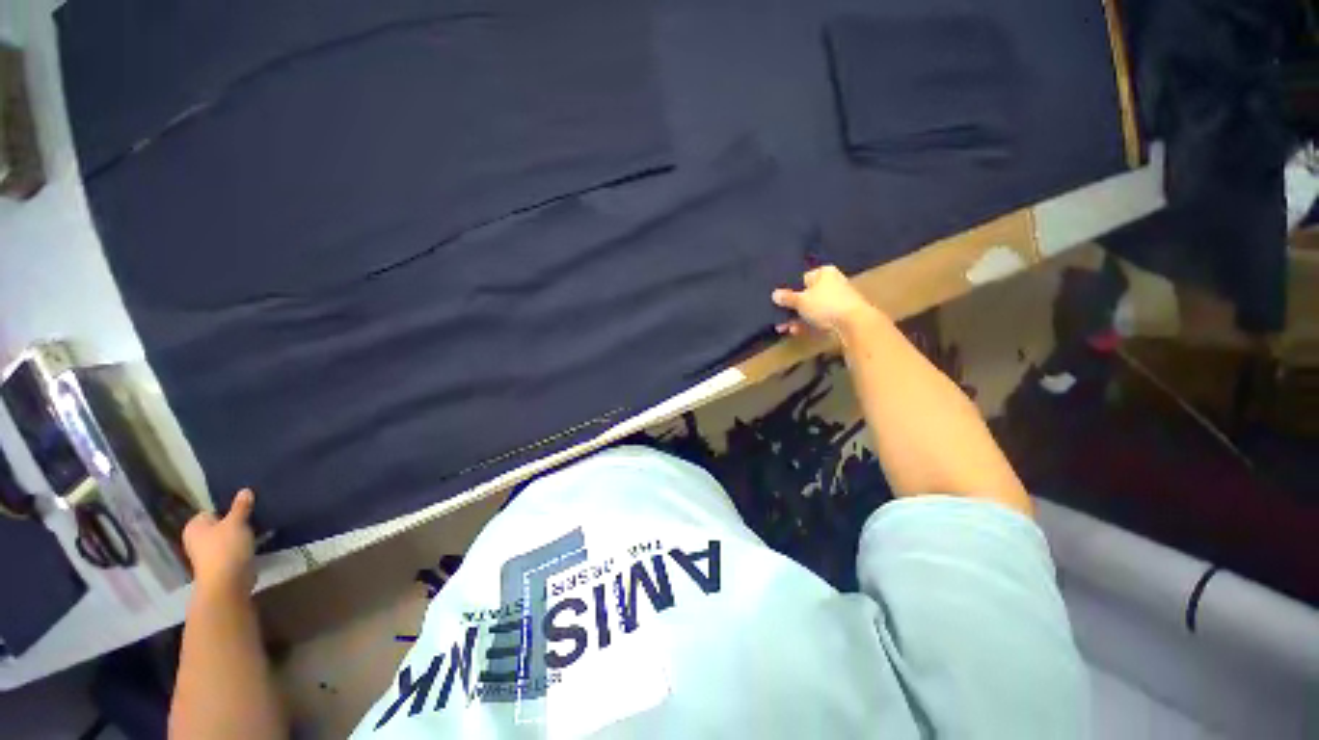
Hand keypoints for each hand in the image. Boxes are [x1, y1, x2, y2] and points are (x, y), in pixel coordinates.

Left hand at [183, 488, 256, 596]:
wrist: (227, 582)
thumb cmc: (226, 547)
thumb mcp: (237, 522)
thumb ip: (241, 506)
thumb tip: (245, 490)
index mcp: (195, 526)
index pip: (212, 511)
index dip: (229, 509)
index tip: (246, 510)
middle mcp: (197, 539)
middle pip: (221, 525)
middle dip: (237, 523)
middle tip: (255, 519)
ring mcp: (208, 554)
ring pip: (229, 538)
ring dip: (243, 535)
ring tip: (260, 531)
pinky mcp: (221, 564)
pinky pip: (234, 549)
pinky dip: (245, 547)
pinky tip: (258, 544)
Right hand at [772, 265, 880, 336]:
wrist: (854, 324)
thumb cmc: (825, 305)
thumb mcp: (801, 300)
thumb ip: (787, 298)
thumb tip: (775, 294)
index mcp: (825, 273)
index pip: (803, 278)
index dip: (791, 289)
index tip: (781, 300)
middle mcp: (832, 284)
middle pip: (806, 296)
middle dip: (791, 308)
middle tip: (778, 316)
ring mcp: (837, 301)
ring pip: (811, 310)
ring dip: (796, 319)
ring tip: (783, 328)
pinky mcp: (839, 316)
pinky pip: (818, 319)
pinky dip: (807, 325)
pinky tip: (795, 331)